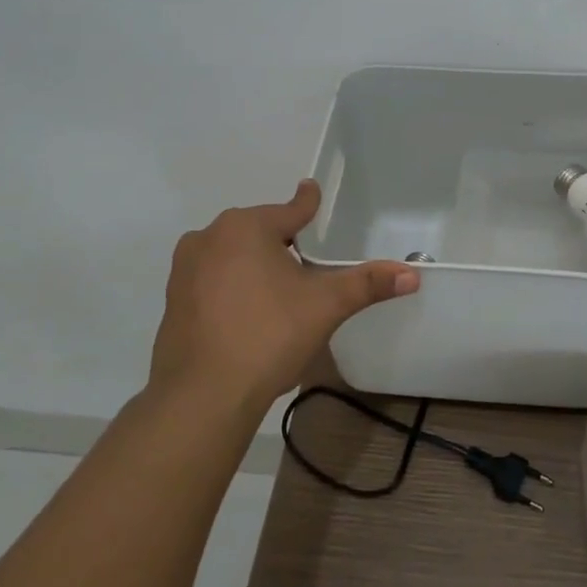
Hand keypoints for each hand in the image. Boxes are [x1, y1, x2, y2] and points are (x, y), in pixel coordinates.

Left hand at [150, 181, 418, 416]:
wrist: (203, 395)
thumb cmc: (268, 335)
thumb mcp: (326, 306)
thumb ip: (368, 284)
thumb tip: (413, 275)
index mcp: (246, 227)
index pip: (290, 209)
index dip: (308, 203)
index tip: (312, 191)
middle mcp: (209, 237)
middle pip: (259, 231)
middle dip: (282, 240)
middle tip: (307, 262)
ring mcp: (185, 269)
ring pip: (233, 254)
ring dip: (255, 263)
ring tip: (279, 290)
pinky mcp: (173, 299)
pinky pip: (212, 279)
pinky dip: (232, 286)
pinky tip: (248, 312)